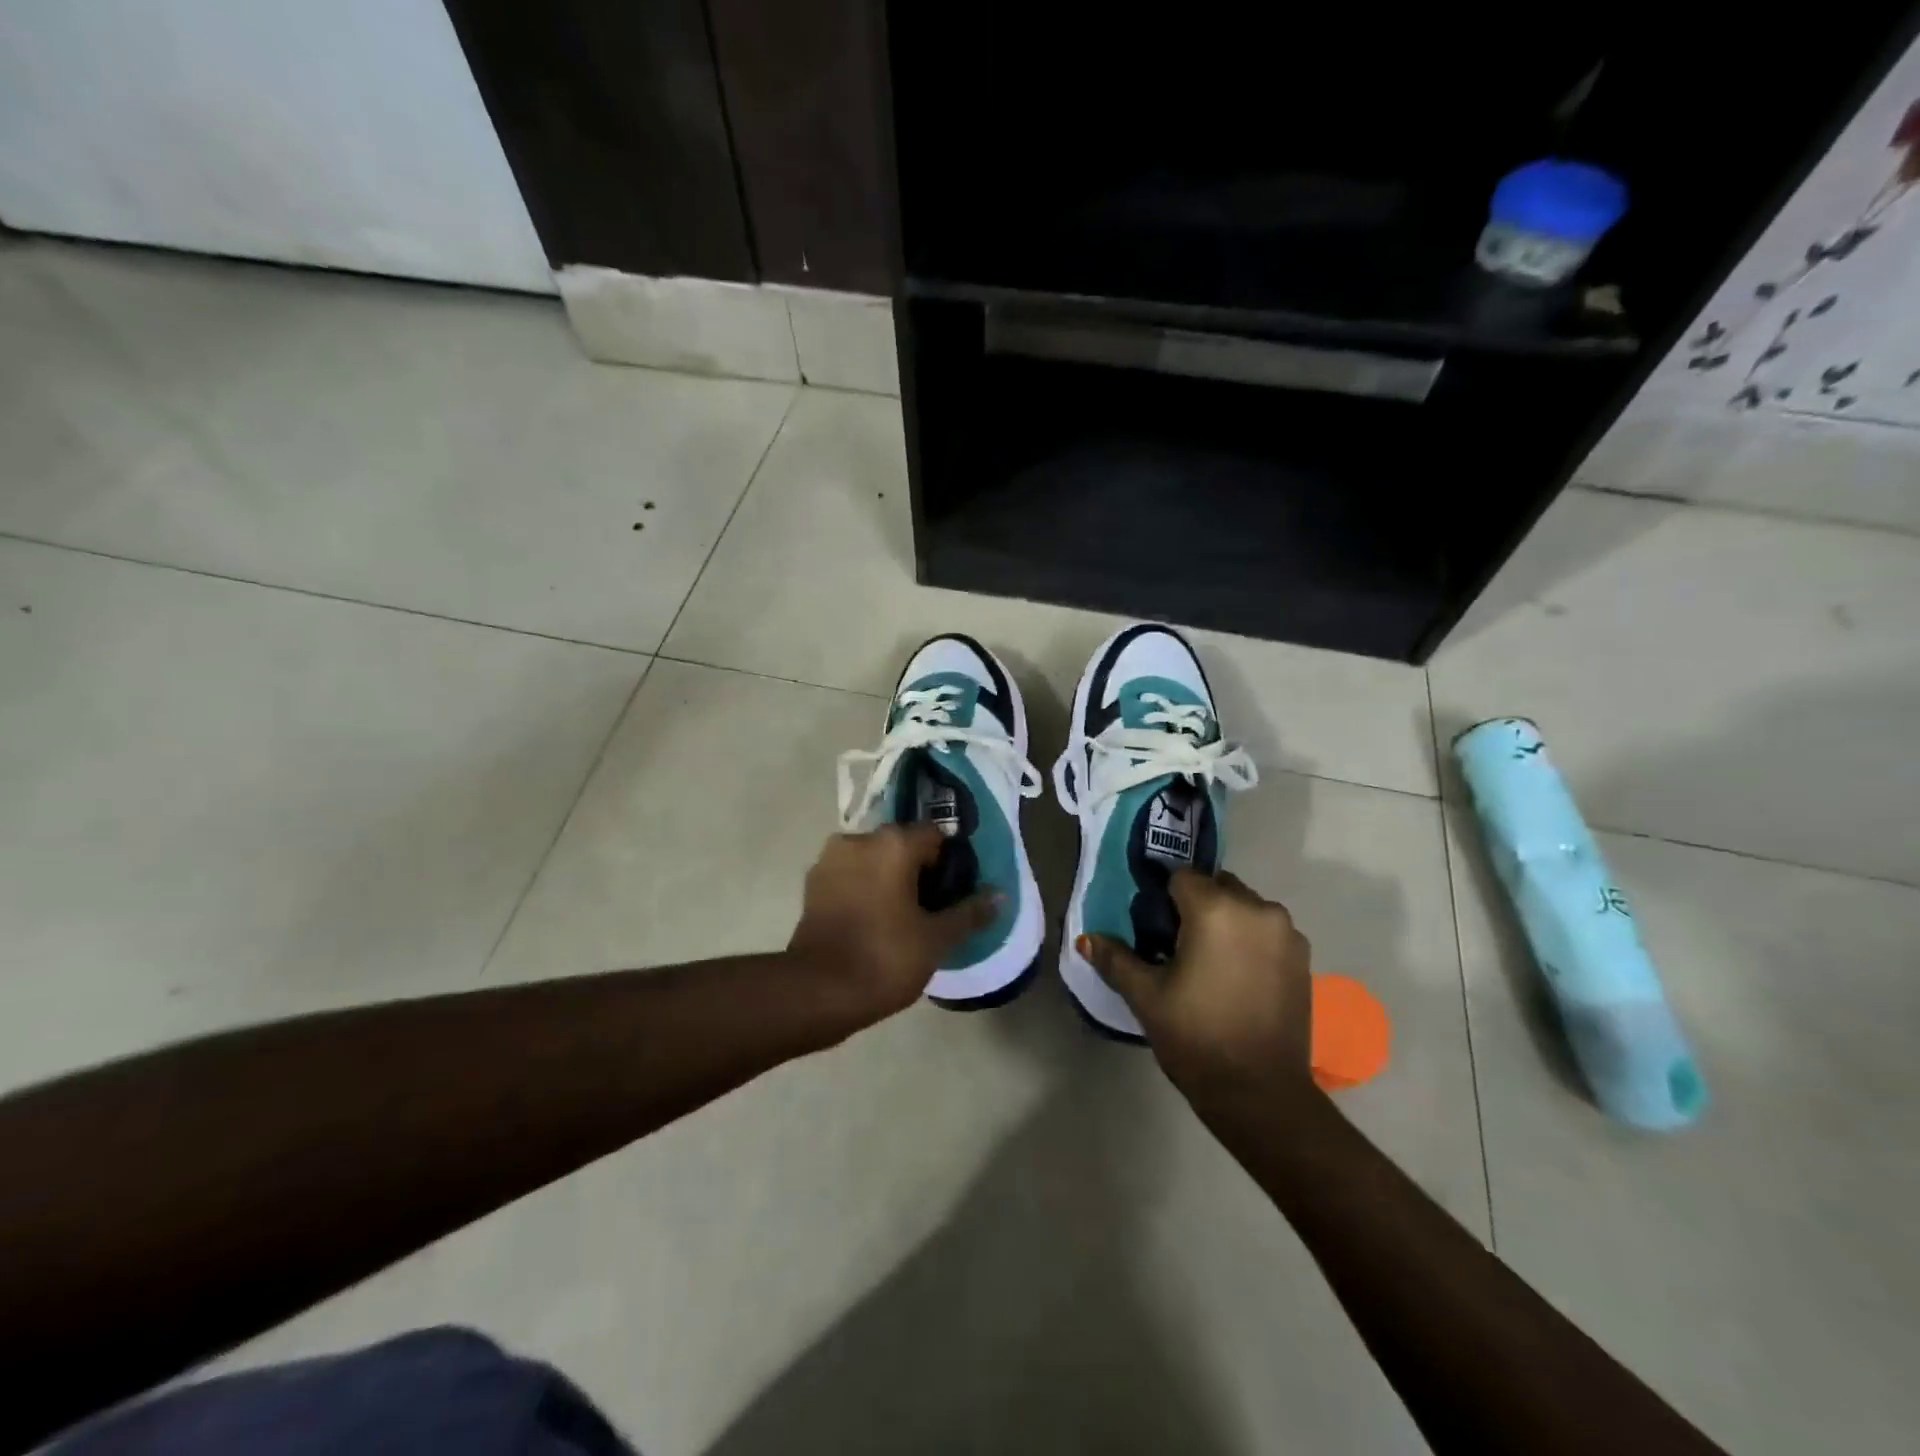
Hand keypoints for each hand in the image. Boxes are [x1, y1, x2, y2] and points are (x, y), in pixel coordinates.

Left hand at [789, 825, 997, 1029]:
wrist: (817, 992)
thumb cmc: (884, 958)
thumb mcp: (936, 939)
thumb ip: (969, 913)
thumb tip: (1000, 895)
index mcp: (892, 843)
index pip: (935, 836)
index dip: (949, 863)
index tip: (953, 893)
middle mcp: (859, 840)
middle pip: (901, 845)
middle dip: (918, 871)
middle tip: (931, 909)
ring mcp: (830, 860)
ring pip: (873, 860)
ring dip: (888, 879)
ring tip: (901, 918)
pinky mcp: (811, 884)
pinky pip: (850, 876)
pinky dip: (864, 890)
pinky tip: (873, 922)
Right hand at [1081, 870, 1314, 1108]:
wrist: (1261, 1094)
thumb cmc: (1196, 1037)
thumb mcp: (1146, 996)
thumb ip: (1115, 959)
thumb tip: (1086, 938)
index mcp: (1216, 909)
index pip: (1181, 877)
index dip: (1163, 900)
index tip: (1155, 931)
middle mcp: (1257, 908)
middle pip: (1217, 886)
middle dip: (1196, 907)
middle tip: (1178, 948)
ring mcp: (1286, 932)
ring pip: (1245, 907)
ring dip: (1226, 922)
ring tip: (1210, 965)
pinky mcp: (1303, 957)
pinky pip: (1267, 931)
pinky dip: (1250, 941)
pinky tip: (1237, 978)